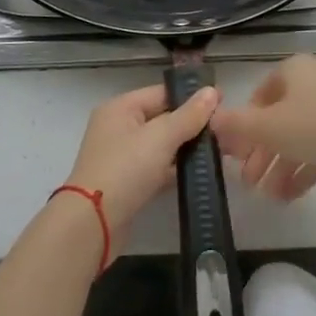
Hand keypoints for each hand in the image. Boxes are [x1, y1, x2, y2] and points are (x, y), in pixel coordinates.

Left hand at [60, 83, 219, 242]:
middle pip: (160, 118)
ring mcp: (120, 156)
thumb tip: (212, 91)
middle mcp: (118, 127)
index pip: (161, 93)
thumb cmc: (126, 169)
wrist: (93, 224)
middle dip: (189, 125)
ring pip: (159, 145)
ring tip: (217, 152)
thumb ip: (189, 115)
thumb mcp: (160, 137)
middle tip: (223, 131)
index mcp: (121, 107)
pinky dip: (172, 170)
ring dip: (182, 149)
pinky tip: (196, 175)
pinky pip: (154, 168)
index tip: (222, 103)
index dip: (191, 97)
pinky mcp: (125, 183)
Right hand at [210, 54, 315, 199]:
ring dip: (281, 166)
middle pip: (279, 119)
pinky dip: (304, 169)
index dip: (244, 125)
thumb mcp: (268, 126)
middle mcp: (314, 81)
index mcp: (292, 70)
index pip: (259, 96)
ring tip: (267, 196)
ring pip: (300, 136)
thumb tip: (209, 119)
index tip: (235, 153)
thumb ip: (237, 125)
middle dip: (261, 152)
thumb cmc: (315, 123)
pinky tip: (289, 196)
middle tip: (248, 181)